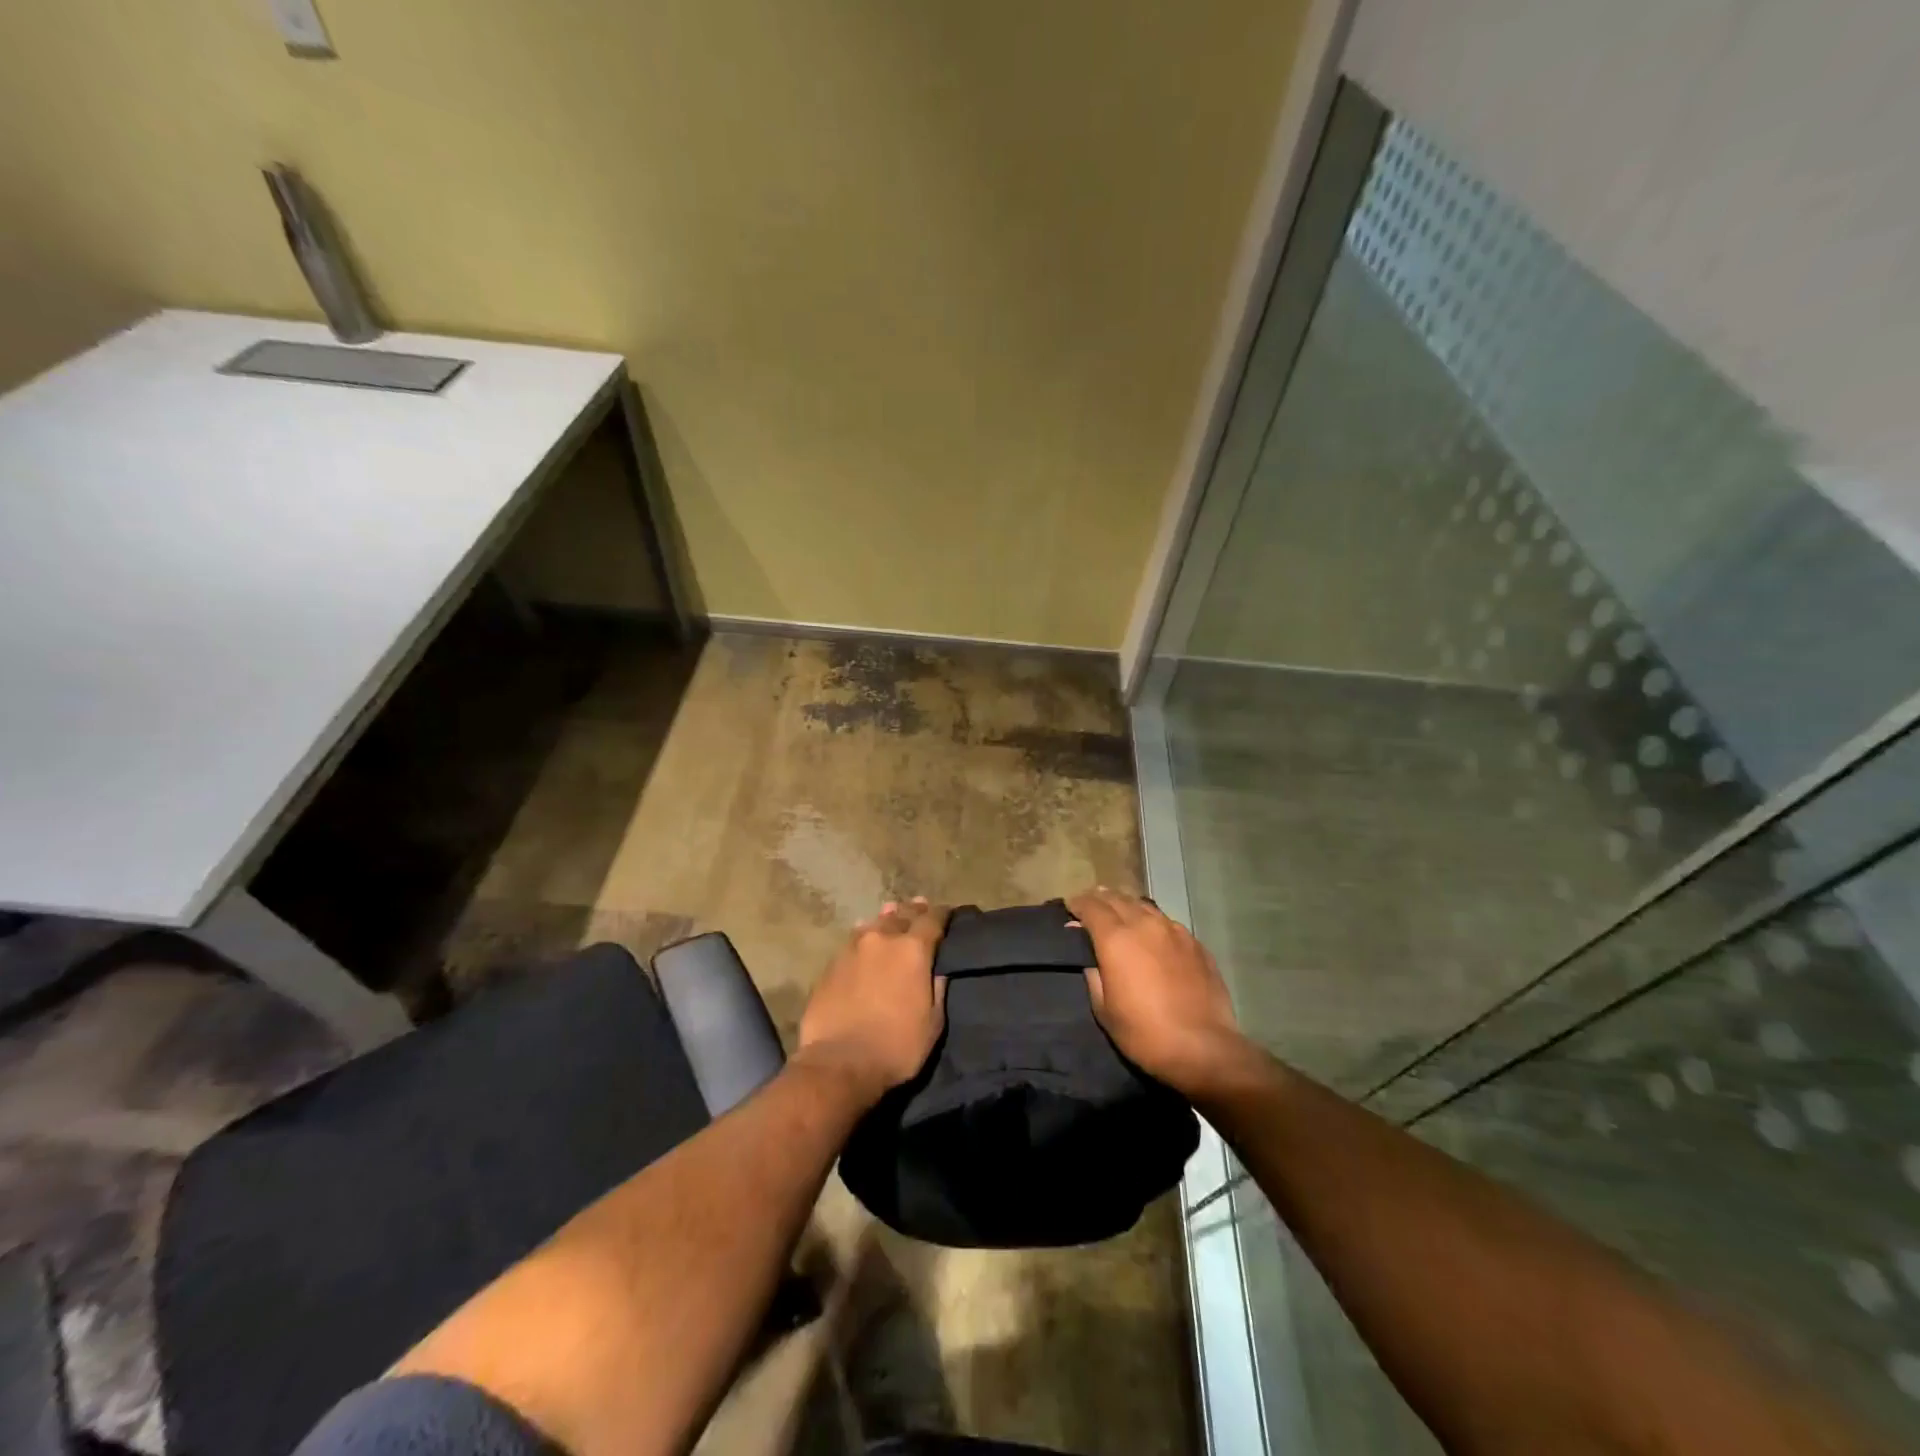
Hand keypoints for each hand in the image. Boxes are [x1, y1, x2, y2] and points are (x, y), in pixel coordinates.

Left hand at [797, 898, 947, 1104]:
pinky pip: (853, 941)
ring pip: (874, 923)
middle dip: (913, 911)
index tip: (948, 913)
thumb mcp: (933, 1023)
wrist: (839, 1063)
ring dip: (886, 919)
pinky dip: (863, 937)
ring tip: (891, 914)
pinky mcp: (831, 964)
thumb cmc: (896, 1047)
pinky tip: (863, 939)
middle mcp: (882, 939)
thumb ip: (937, 989)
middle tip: (920, 906)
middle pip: (901, 915)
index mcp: (913, 949)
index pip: (932, 919)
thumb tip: (937, 970)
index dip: (942, 914)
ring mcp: (852, 948)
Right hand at [1069, 887, 1251, 1098]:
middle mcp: (1145, 925)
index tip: (1070, 907)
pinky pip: (1167, 922)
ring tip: (1120, 914)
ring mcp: (1174, 931)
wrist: (1203, 1048)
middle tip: (1091, 907)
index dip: (1078, 904)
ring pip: (1144, 906)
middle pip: (1117, 899)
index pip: (1091, 906)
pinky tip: (1152, 935)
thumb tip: (1088, 954)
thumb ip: (1093, 974)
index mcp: (1116, 938)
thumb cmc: (1144, 1033)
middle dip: (1100, 899)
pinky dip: (1152, 922)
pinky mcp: (1195, 943)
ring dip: (1127, 906)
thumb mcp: (1104, 1009)